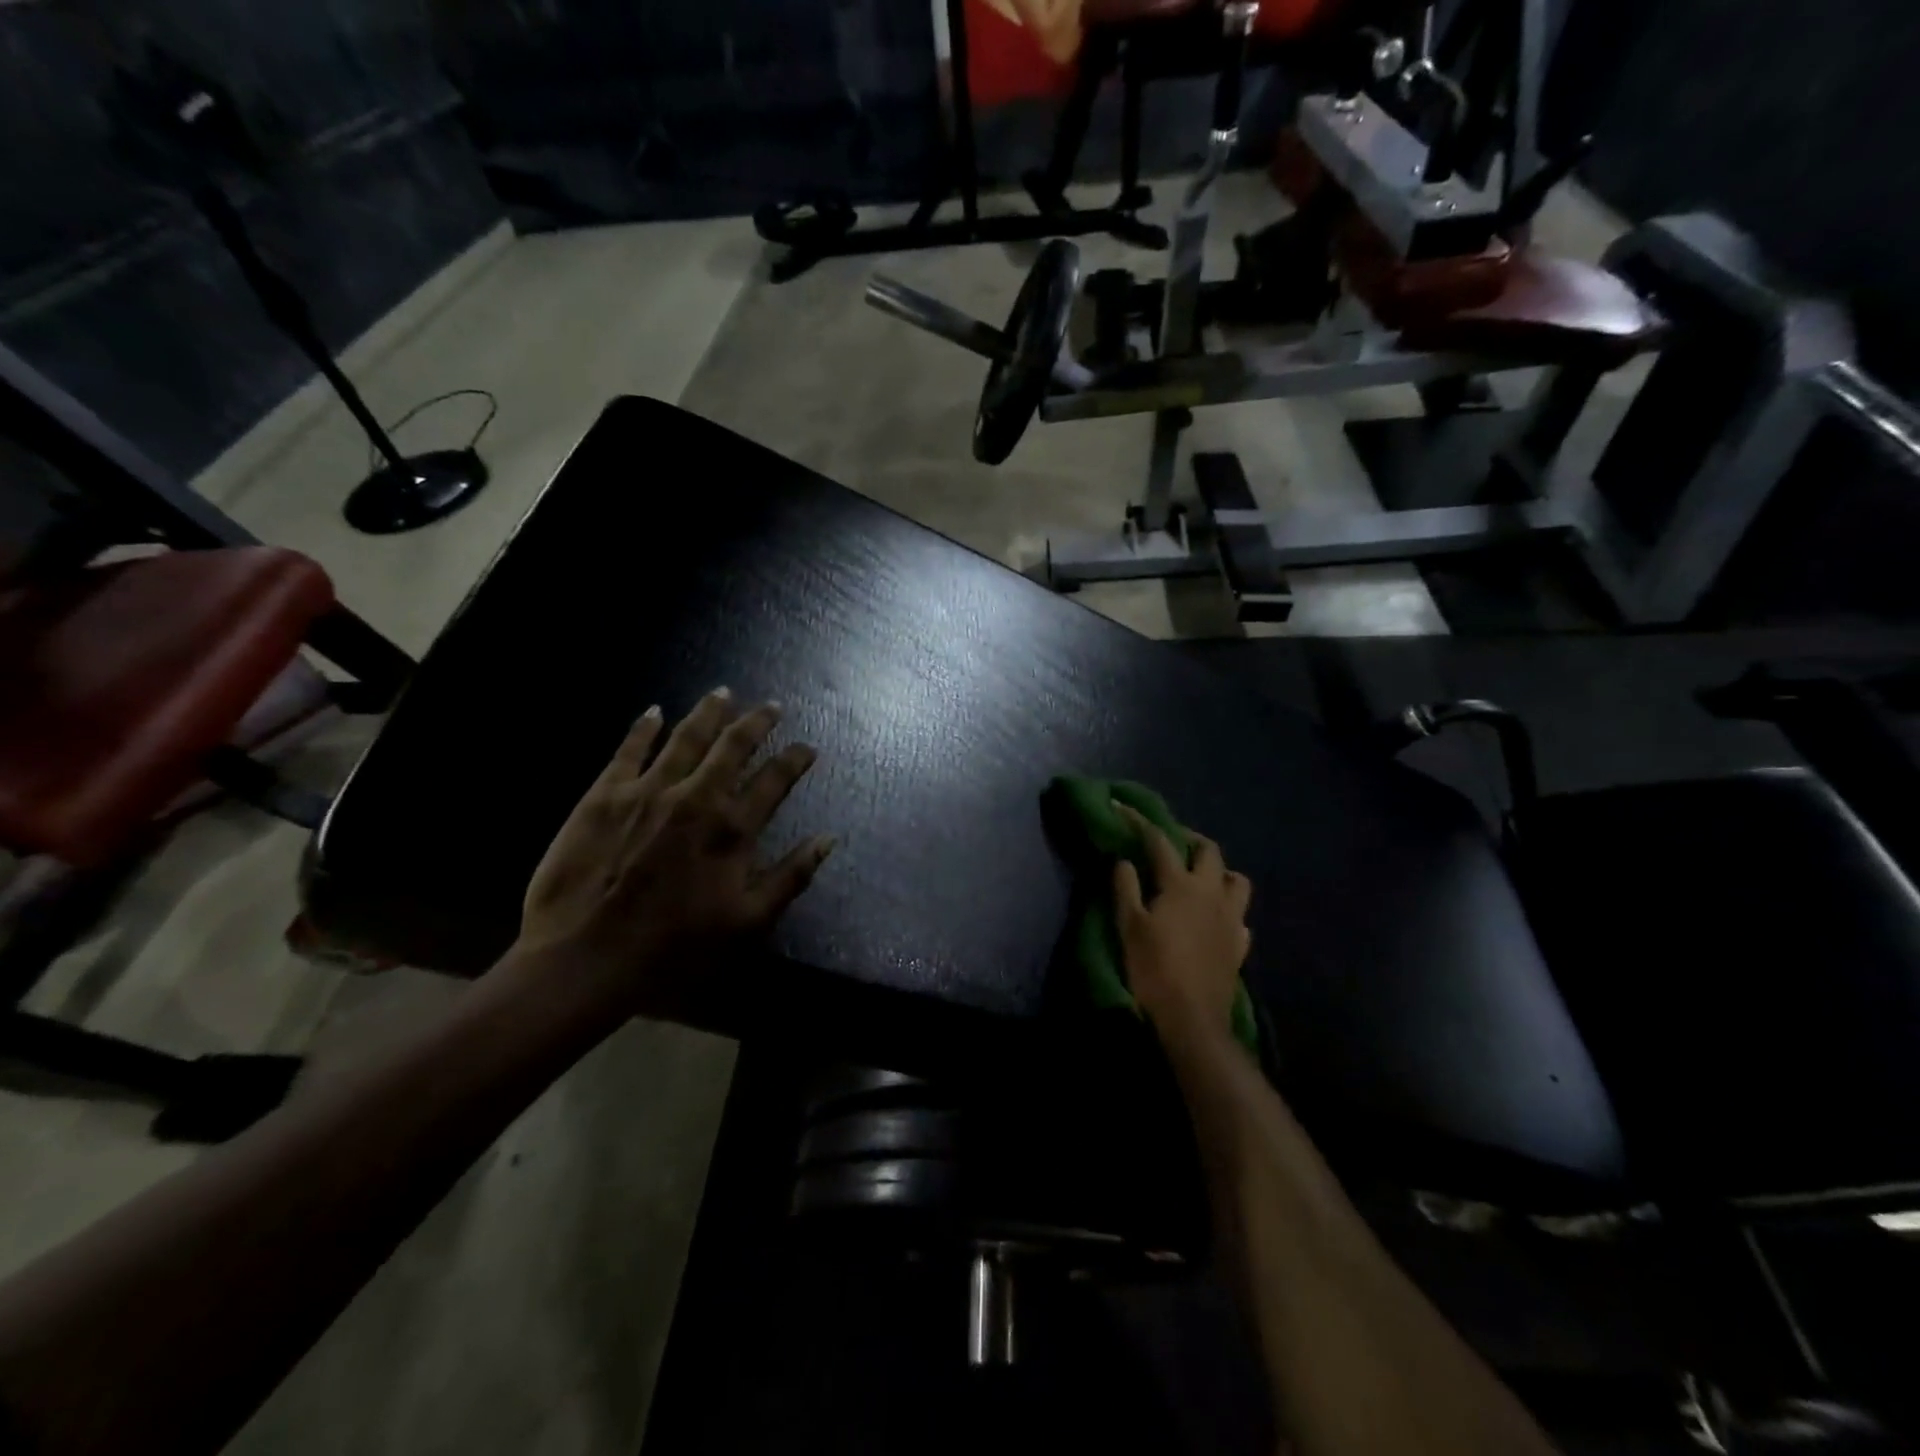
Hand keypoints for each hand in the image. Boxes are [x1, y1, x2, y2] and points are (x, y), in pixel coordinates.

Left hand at [514, 689, 834, 1016]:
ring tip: (722, 693)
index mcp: (732, 829)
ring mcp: (648, 790)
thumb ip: (791, 876)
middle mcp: (696, 797)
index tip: (807, 748)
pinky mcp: (604, 795)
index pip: (774, 779)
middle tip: (770, 705)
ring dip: (708, 712)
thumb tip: (829, 838)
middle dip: (756, 721)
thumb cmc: (673, 948)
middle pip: (733, 745)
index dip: (795, 759)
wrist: (583, 959)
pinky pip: (629, 749)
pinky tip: (654, 711)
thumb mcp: (747, 923)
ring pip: (686, 737)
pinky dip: (644, 727)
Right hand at [1113, 806, 1251, 1044]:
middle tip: (1171, 842)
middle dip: (1190, 839)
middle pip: (1209, 851)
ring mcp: (1231, 919)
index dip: (1141, 822)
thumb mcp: (1128, 927)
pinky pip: (1240, 916)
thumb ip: (1126, 888)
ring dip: (1219, 872)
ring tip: (1200, 878)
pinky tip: (1214, 919)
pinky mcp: (1239, 944)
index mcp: (1181, 885)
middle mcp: (1212, 893)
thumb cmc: (1153, 969)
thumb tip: (1125, 861)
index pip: (1160, 841)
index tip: (1124, 808)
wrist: (1192, 1019)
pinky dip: (1228, 909)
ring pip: (1236, 880)